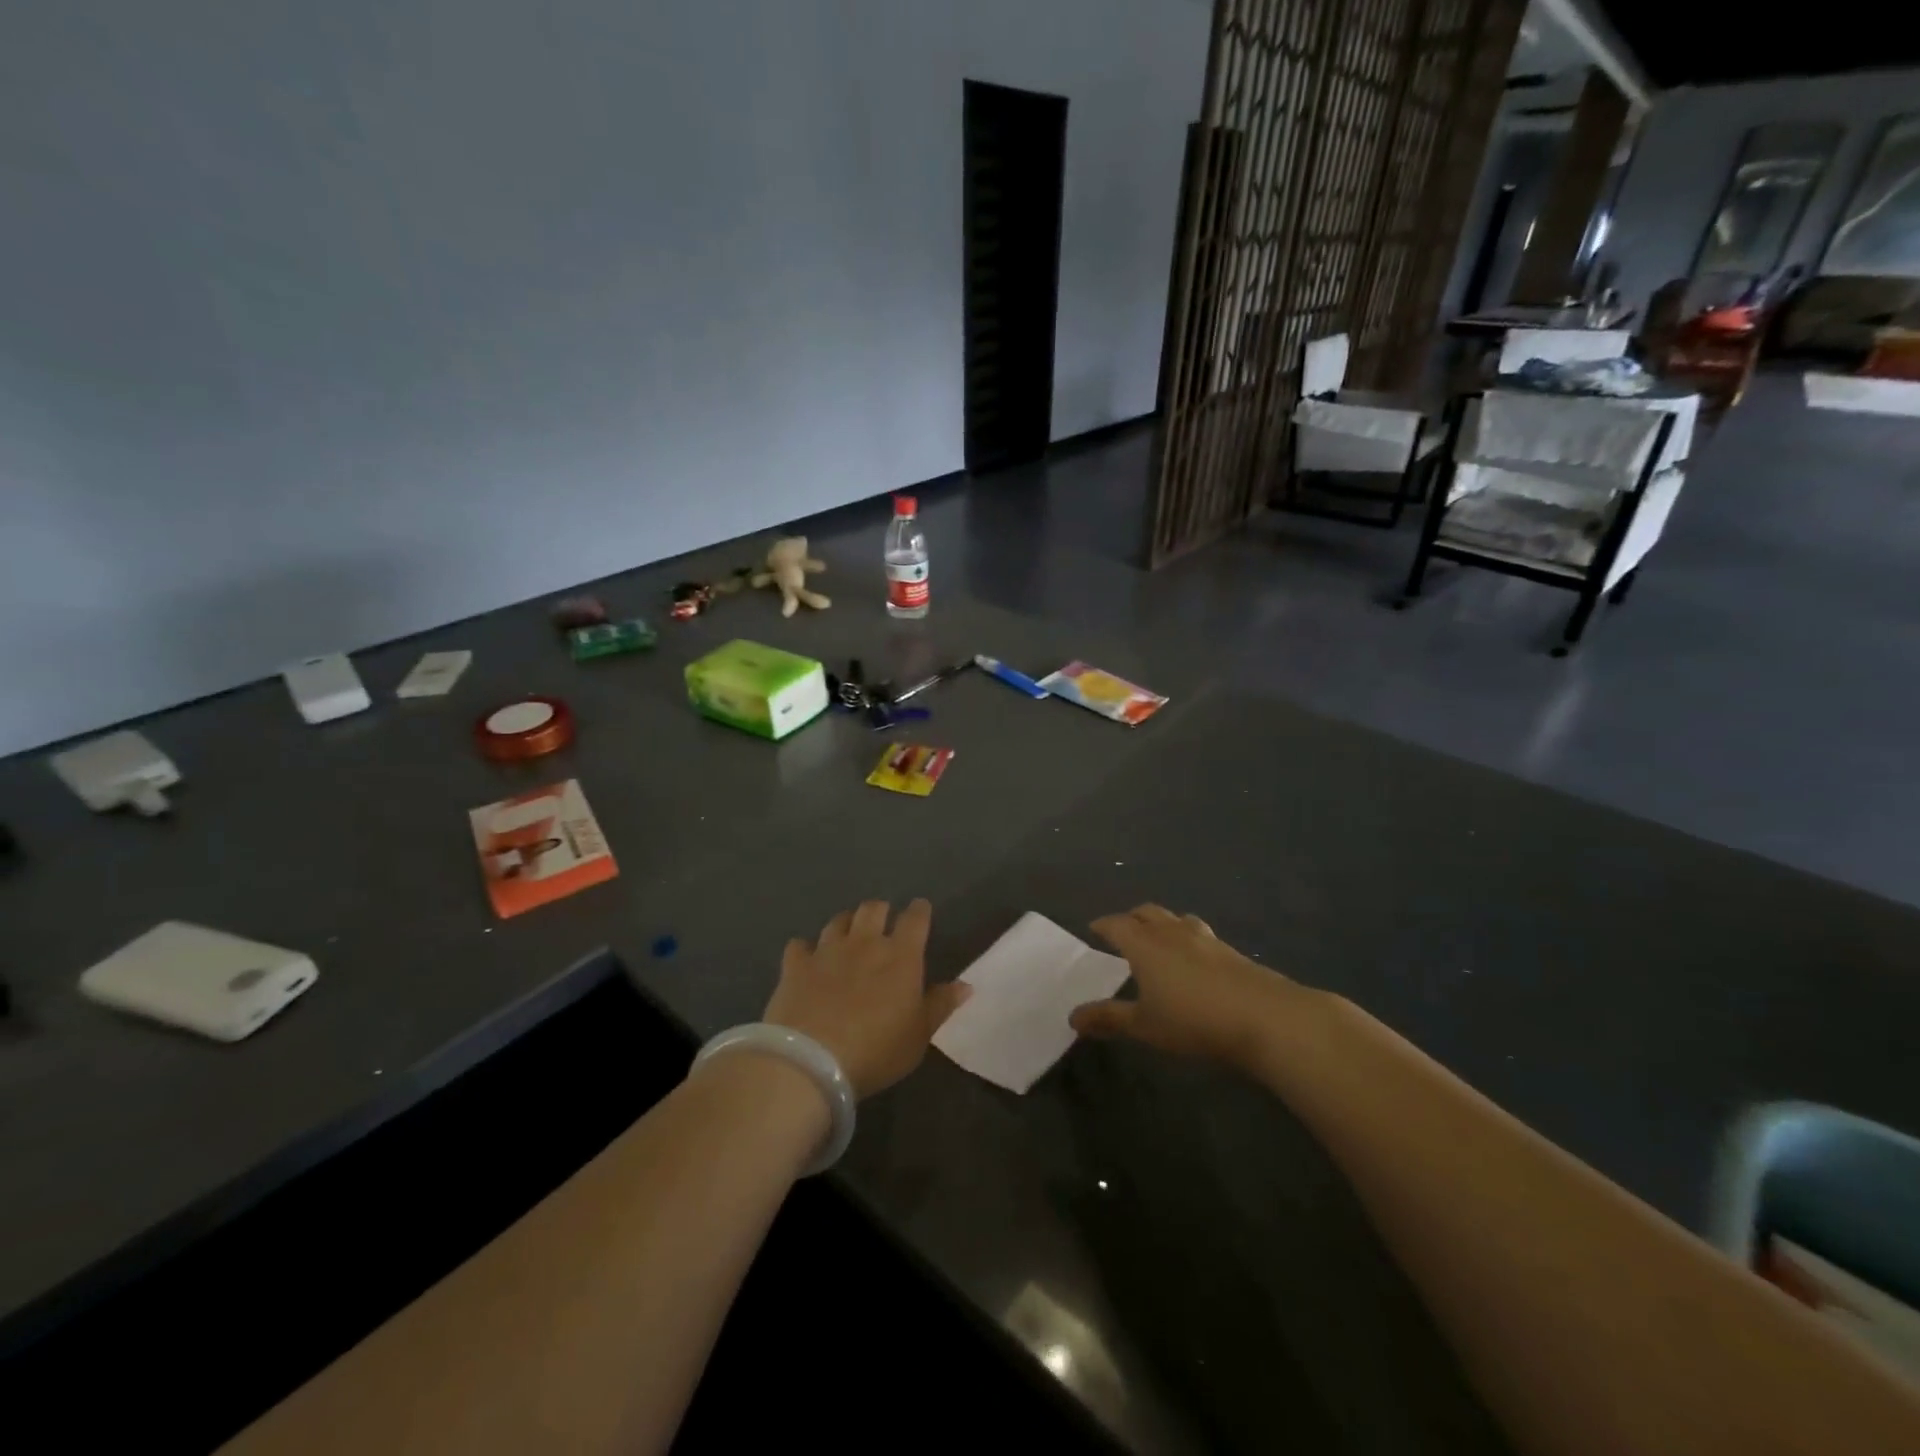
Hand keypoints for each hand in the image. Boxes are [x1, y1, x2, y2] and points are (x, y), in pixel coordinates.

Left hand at [763, 899, 969, 1097]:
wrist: (811, 1061)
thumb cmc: (876, 1050)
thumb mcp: (919, 1036)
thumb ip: (940, 1006)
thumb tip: (965, 985)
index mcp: (900, 956)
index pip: (915, 919)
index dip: (919, 911)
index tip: (921, 910)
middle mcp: (864, 943)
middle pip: (873, 909)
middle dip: (881, 910)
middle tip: (883, 922)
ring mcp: (827, 951)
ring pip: (838, 921)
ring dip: (846, 923)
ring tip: (848, 932)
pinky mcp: (795, 966)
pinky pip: (799, 946)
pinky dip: (805, 949)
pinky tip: (806, 957)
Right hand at [1070, 904, 1302, 1066]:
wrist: (1266, 1018)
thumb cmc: (1194, 1021)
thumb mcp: (1145, 1026)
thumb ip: (1109, 1019)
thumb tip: (1072, 1017)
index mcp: (1145, 944)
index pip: (1117, 924)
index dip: (1103, 925)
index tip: (1093, 928)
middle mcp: (1172, 932)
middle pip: (1147, 912)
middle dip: (1131, 918)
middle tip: (1122, 931)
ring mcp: (1206, 939)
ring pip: (1177, 919)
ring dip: (1162, 924)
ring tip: (1159, 939)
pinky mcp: (1232, 952)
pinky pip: (1200, 934)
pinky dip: (1187, 939)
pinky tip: (1194, 960)